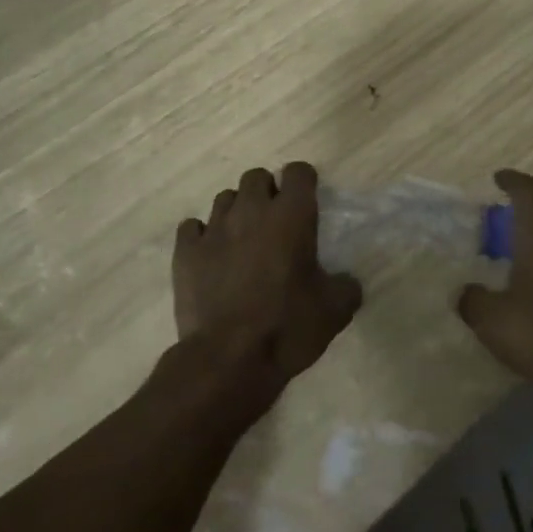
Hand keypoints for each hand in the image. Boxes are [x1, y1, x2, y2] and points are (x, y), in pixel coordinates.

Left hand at [173, 162, 362, 396]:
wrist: (228, 360)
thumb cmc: (288, 327)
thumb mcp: (335, 310)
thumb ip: (346, 286)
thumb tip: (346, 282)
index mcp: (291, 216)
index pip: (298, 171)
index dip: (303, 182)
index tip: (307, 202)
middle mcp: (251, 210)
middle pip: (256, 177)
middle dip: (267, 192)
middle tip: (274, 222)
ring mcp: (214, 229)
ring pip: (224, 198)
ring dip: (236, 211)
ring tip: (242, 239)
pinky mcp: (186, 252)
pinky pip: (192, 228)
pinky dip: (201, 235)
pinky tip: (210, 255)